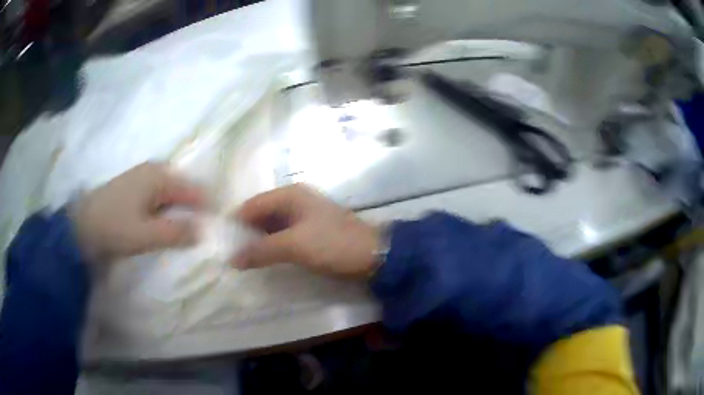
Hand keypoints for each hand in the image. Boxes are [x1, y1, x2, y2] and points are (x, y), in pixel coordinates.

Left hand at [72, 162, 204, 260]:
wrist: (80, 225)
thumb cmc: (114, 227)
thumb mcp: (146, 235)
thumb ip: (177, 233)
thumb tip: (204, 231)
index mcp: (159, 176)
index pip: (195, 191)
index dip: (208, 210)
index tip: (216, 231)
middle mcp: (154, 170)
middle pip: (184, 190)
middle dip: (194, 211)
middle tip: (200, 235)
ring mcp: (142, 177)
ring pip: (171, 194)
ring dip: (180, 212)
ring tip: (184, 233)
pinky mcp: (134, 187)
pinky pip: (159, 197)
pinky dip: (166, 211)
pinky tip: (164, 225)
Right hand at [233, 184, 379, 278]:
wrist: (374, 255)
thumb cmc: (332, 244)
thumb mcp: (294, 246)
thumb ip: (261, 250)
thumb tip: (231, 259)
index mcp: (290, 195)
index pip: (252, 205)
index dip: (235, 223)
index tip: (219, 242)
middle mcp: (294, 201)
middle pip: (260, 215)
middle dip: (244, 233)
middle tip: (227, 254)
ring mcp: (303, 217)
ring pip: (271, 227)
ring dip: (257, 241)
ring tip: (241, 259)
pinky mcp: (310, 232)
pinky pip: (283, 236)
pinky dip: (271, 246)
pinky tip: (263, 259)